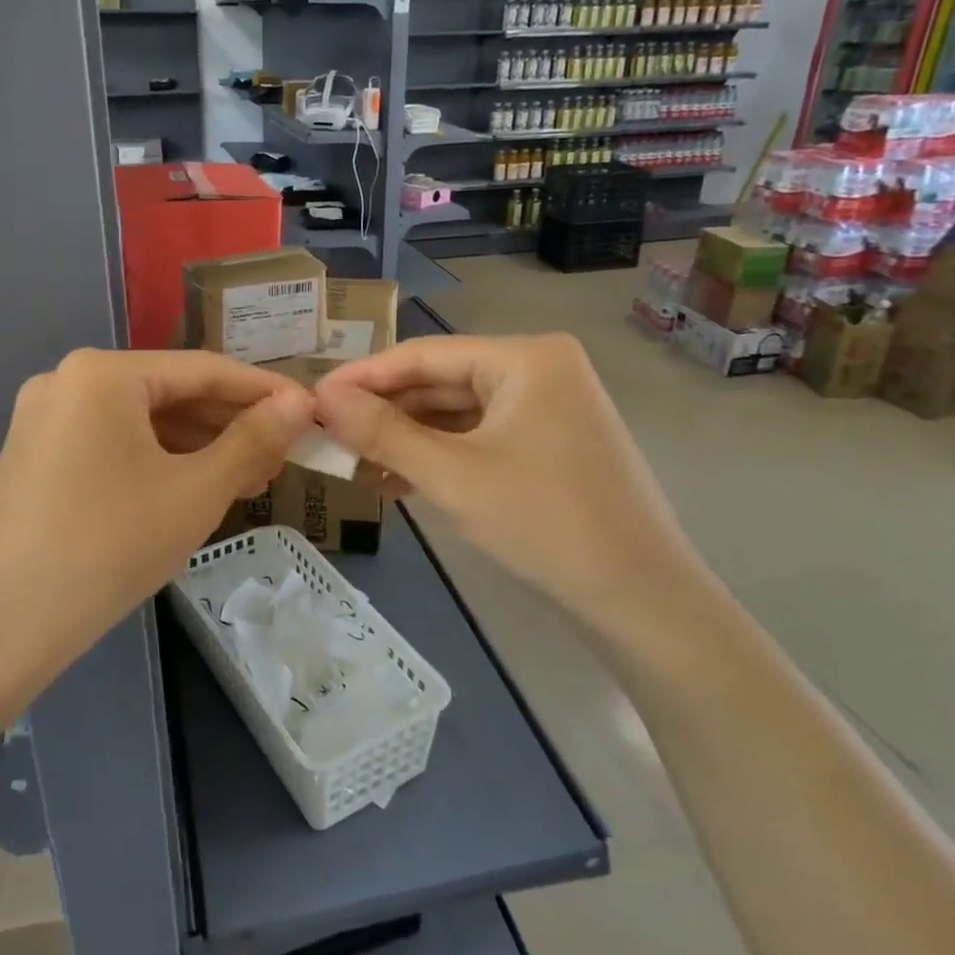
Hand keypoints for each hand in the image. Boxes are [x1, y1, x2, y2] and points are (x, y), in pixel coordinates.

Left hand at [0, 349, 314, 663]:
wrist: (0, 628)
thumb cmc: (109, 547)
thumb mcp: (195, 492)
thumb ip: (253, 441)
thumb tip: (300, 404)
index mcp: (103, 373)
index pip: (202, 370)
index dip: (262, 392)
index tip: (310, 412)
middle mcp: (68, 381)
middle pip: (169, 393)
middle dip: (229, 425)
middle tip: (282, 455)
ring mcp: (45, 419)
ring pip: (141, 422)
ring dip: (197, 446)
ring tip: (249, 477)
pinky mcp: (36, 456)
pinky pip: (112, 444)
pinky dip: (157, 461)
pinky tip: (194, 487)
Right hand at [315, 334, 720, 647]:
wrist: (642, 600)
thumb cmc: (544, 523)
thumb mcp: (452, 476)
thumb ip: (382, 432)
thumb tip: (323, 398)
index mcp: (525, 357)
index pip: (424, 354)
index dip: (363, 377)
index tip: (312, 397)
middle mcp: (540, 369)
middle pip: (441, 382)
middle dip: (385, 413)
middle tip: (328, 436)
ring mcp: (549, 408)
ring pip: (458, 414)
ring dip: (408, 439)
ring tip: (354, 464)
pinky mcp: (550, 444)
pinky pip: (480, 438)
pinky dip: (440, 456)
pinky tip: (397, 479)